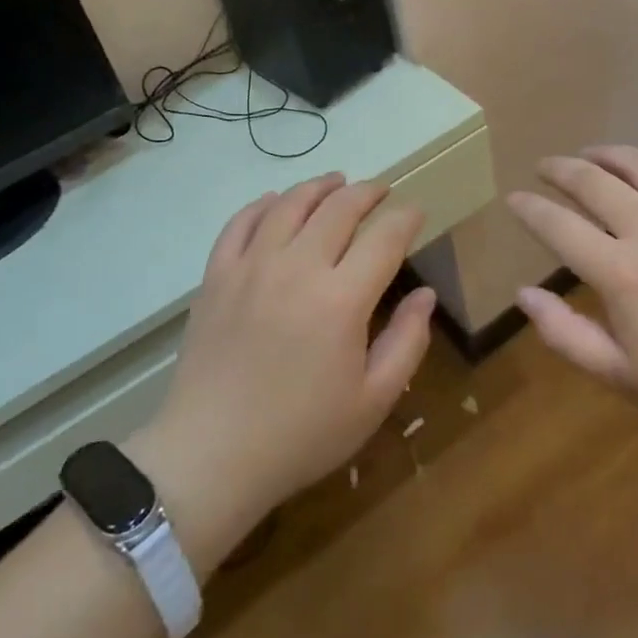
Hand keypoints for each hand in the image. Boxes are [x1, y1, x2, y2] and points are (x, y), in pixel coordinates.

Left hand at [130, 175, 434, 571]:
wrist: (211, 455)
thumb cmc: (301, 435)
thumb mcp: (372, 401)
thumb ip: (406, 342)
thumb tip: (426, 295)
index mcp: (341, 299)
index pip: (384, 238)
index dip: (405, 218)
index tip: (416, 212)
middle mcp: (297, 267)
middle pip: (338, 208)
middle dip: (367, 192)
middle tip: (381, 190)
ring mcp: (251, 266)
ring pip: (289, 204)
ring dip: (318, 187)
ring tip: (336, 182)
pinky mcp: (216, 275)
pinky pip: (241, 222)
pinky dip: (262, 204)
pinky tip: (275, 201)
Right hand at [506, 147, 637, 450]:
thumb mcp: (623, 376)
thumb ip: (564, 334)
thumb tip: (523, 293)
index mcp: (620, 272)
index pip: (556, 224)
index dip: (528, 208)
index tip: (514, 198)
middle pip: (591, 180)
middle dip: (559, 169)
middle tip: (544, 167)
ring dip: (605, 153)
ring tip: (589, 155)